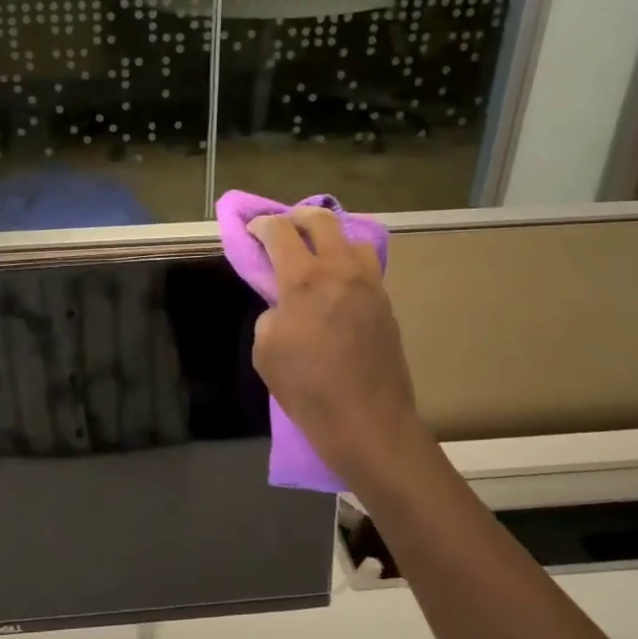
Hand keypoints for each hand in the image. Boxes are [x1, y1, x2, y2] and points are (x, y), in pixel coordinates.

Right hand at [248, 209, 428, 491]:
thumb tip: (286, 305)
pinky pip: (365, 269)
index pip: (280, 232)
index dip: (261, 225)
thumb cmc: (306, 388)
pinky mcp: (386, 304)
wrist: (367, 421)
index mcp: (305, 279)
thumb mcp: (265, 350)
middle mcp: (341, 271)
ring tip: (315, 255)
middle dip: (297, 217)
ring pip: (352, 240)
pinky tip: (336, 286)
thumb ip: (272, 313)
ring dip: (330, 238)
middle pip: (322, 220)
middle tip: (283, 229)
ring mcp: (370, 285)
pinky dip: (347, 264)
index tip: (252, 230)